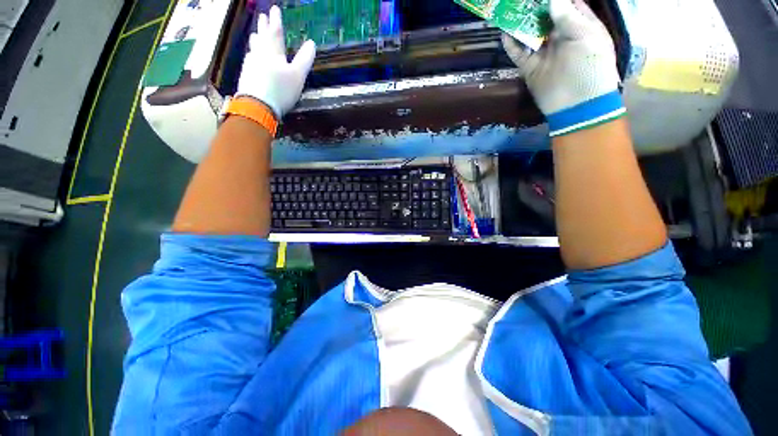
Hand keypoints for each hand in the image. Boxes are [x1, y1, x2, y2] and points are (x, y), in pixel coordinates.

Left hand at [237, 5, 315, 118]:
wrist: (258, 106)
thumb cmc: (281, 90)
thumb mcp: (298, 75)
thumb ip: (304, 59)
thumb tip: (311, 43)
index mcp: (273, 53)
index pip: (275, 32)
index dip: (276, 21)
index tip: (274, 9)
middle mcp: (260, 55)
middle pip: (262, 38)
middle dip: (263, 27)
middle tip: (262, 17)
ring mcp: (251, 65)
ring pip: (254, 48)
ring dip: (256, 40)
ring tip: (254, 35)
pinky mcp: (246, 76)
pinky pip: (250, 60)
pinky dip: (252, 55)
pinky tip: (251, 57)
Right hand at [502, 0, 624, 136]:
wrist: (576, 104)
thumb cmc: (590, 68)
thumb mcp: (586, 37)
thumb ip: (568, 18)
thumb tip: (552, 0)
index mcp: (579, 26)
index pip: (566, 4)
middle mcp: (560, 36)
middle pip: (545, 16)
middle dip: (533, 7)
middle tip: (519, 0)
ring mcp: (543, 53)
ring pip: (529, 33)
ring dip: (520, 22)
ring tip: (508, 10)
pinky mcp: (530, 68)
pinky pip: (518, 53)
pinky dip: (511, 45)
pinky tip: (504, 33)